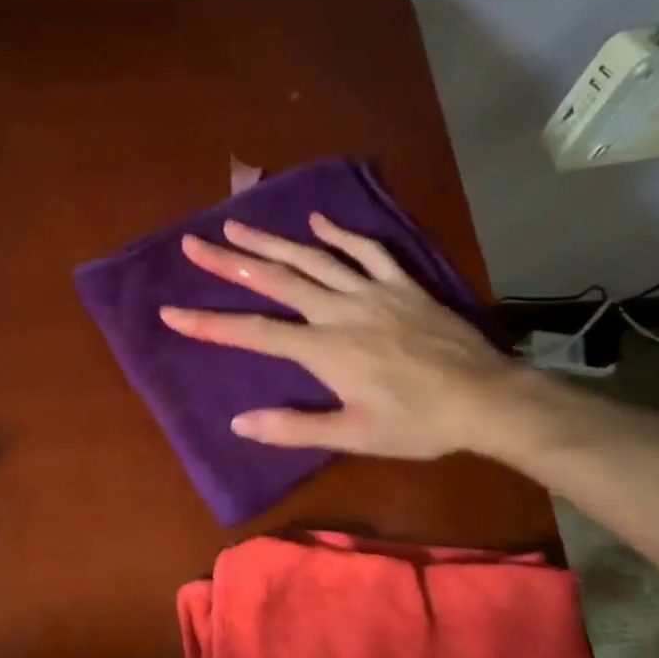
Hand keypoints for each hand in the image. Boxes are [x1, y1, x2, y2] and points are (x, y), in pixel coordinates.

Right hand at [159, 213, 531, 460]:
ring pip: (313, 258)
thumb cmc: (418, 423)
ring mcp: (372, 292)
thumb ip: (294, 427)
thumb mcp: (354, 436)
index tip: (170, 312)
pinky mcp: (402, 284)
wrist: (488, 399)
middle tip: (193, 243)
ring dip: (271, 241)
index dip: (209, 323)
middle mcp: (339, 311)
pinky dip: (340, 233)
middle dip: (229, 262)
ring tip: (236, 224)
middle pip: (275, 281)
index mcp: (324, 349)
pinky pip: (368, 250)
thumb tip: (239, 422)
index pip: (254, 332)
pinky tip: (316, 221)